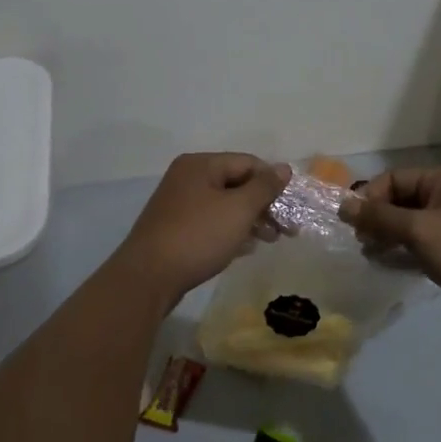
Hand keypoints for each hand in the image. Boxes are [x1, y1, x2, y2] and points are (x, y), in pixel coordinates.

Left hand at [116, 152, 290, 300]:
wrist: (148, 278)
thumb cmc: (198, 236)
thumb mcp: (238, 209)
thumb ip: (264, 187)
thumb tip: (284, 168)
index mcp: (200, 165)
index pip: (248, 163)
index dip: (273, 182)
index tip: (292, 208)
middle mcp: (187, 178)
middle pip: (236, 184)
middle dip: (264, 205)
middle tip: (286, 230)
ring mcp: (178, 205)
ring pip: (225, 205)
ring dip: (250, 220)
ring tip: (270, 241)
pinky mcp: (175, 230)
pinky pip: (211, 223)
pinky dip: (231, 231)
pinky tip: (246, 248)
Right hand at [340, 167, 440, 325]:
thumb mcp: (419, 230)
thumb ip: (380, 217)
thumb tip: (343, 206)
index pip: (395, 178)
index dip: (371, 197)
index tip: (352, 222)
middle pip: (401, 199)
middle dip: (378, 218)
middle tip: (360, 240)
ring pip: (409, 223)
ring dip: (387, 235)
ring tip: (369, 253)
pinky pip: (420, 242)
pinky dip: (402, 250)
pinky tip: (385, 264)